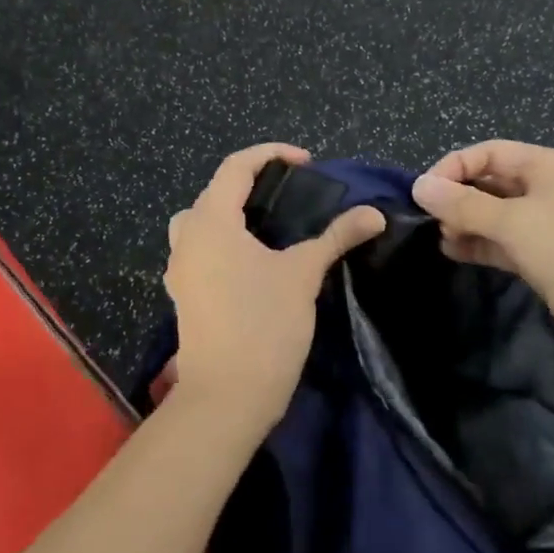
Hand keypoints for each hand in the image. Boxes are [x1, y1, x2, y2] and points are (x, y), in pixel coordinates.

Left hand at [165, 144, 385, 442]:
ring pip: (201, 221)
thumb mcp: (303, 273)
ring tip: (269, 224)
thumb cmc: (264, 325)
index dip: (270, 154)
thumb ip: (336, 237)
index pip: (235, 167)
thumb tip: (374, 213)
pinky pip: (200, 250)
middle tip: (289, 191)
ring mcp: (180, 269)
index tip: (306, 162)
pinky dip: (224, 241)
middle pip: (214, 191)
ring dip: (231, 212)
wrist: (226, 398)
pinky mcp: (183, 295)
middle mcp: (187, 237)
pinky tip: (253, 261)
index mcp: (210, 221)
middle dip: (250, 182)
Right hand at [411, 141, 553, 369]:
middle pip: (491, 181)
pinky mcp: (545, 254)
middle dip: (458, 197)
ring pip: (495, 213)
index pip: (490, 152)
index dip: (454, 167)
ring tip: (442, 238)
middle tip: (430, 219)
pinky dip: (479, 243)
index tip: (424, 192)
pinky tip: (454, 252)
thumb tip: (419, 186)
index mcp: (549, 166)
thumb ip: (463, 205)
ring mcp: (548, 222)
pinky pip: (503, 240)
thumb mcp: (514, 223)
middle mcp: (548, 188)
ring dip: (466, 222)